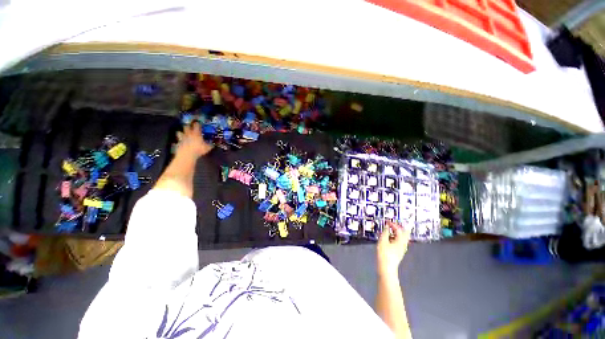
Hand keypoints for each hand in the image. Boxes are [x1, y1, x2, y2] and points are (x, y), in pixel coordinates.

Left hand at [175, 122, 212, 158]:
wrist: (187, 154)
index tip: (198, 122)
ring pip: (179, 132)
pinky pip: (178, 140)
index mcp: (196, 133)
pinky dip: (179, 141)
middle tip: (189, 126)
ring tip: (182, 133)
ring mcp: (182, 138)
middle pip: (186, 127)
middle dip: (187, 126)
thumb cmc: (198, 149)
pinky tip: (180, 142)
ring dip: (181, 132)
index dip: (197, 123)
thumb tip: (213, 144)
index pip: (196, 126)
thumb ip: (210, 145)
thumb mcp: (207, 148)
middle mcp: (188, 134)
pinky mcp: (178, 143)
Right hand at [377, 221, 410, 275]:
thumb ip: (385, 232)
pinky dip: (395, 237)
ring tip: (390, 230)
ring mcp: (402, 249)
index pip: (399, 230)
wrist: (386, 268)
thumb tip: (387, 226)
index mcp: (400, 241)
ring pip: (402, 238)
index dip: (393, 224)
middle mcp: (403, 244)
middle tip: (393, 224)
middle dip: (399, 228)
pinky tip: (389, 238)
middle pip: (404, 234)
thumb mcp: (382, 241)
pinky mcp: (399, 252)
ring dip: (397, 233)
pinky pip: (399, 242)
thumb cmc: (384, 254)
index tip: (387, 221)